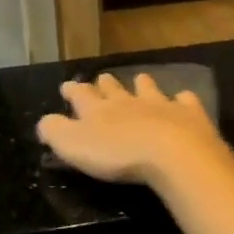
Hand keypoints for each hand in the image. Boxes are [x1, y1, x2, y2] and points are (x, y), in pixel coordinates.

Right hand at [37, 73, 230, 188]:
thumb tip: (44, 121)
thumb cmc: (117, 154)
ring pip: (148, 88)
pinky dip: (182, 99)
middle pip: (113, 88)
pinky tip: (183, 99)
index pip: (80, 95)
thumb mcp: (72, 145)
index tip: (67, 86)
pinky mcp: (189, 114)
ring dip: (142, 84)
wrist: (172, 153)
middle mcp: (127, 101)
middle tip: (102, 79)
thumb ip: (55, 131)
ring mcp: (161, 104)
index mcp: (97, 109)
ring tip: (140, 79)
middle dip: (105, 84)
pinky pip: (185, 101)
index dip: (72, 90)